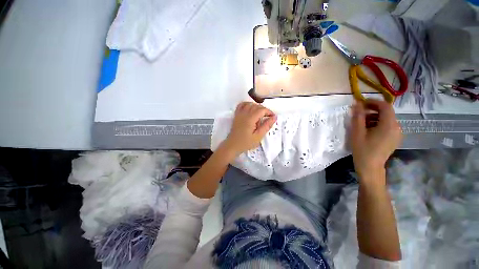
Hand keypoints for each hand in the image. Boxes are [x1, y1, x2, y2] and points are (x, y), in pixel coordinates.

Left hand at [222, 102, 276, 156]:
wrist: (233, 145)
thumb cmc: (246, 142)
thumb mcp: (258, 136)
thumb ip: (266, 126)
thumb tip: (274, 117)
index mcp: (250, 118)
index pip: (262, 110)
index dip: (269, 112)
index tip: (272, 117)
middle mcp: (244, 113)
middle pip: (256, 106)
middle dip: (264, 110)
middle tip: (267, 118)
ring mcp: (239, 113)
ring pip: (250, 104)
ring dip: (257, 107)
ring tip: (260, 115)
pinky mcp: (236, 115)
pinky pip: (241, 105)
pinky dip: (247, 104)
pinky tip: (250, 109)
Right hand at [350, 99, 401, 180]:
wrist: (370, 167)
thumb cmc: (362, 150)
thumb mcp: (357, 132)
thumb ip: (358, 117)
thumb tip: (356, 103)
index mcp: (389, 125)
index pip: (385, 106)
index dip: (373, 102)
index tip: (361, 103)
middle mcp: (397, 127)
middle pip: (386, 112)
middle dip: (372, 110)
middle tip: (358, 113)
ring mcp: (397, 133)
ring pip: (386, 119)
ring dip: (374, 117)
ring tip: (361, 123)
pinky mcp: (394, 138)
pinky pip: (387, 126)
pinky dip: (378, 124)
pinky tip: (368, 130)